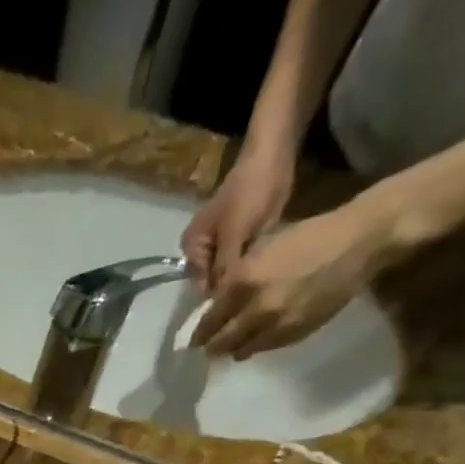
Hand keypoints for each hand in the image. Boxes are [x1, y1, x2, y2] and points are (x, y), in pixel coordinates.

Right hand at [181, 144, 294, 293]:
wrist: (273, 155)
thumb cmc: (249, 192)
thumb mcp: (234, 235)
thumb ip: (225, 269)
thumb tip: (220, 303)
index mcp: (191, 249)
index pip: (202, 286)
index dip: (218, 297)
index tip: (238, 307)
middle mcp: (202, 252)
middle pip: (215, 282)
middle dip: (232, 288)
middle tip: (252, 297)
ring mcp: (221, 247)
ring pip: (230, 274)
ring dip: (243, 279)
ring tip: (260, 287)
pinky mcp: (240, 241)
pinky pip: (243, 263)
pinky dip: (252, 268)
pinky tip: (265, 273)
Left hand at [189, 194, 405, 359]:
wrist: (358, 242)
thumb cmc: (308, 237)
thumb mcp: (263, 250)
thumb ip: (237, 278)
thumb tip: (216, 302)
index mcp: (243, 280)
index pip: (209, 319)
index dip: (199, 331)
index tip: (193, 338)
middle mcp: (256, 307)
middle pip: (221, 341)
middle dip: (211, 346)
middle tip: (207, 348)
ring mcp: (276, 324)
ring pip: (241, 350)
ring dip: (233, 349)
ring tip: (230, 347)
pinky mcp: (294, 334)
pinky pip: (265, 348)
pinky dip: (256, 346)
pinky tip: (256, 340)